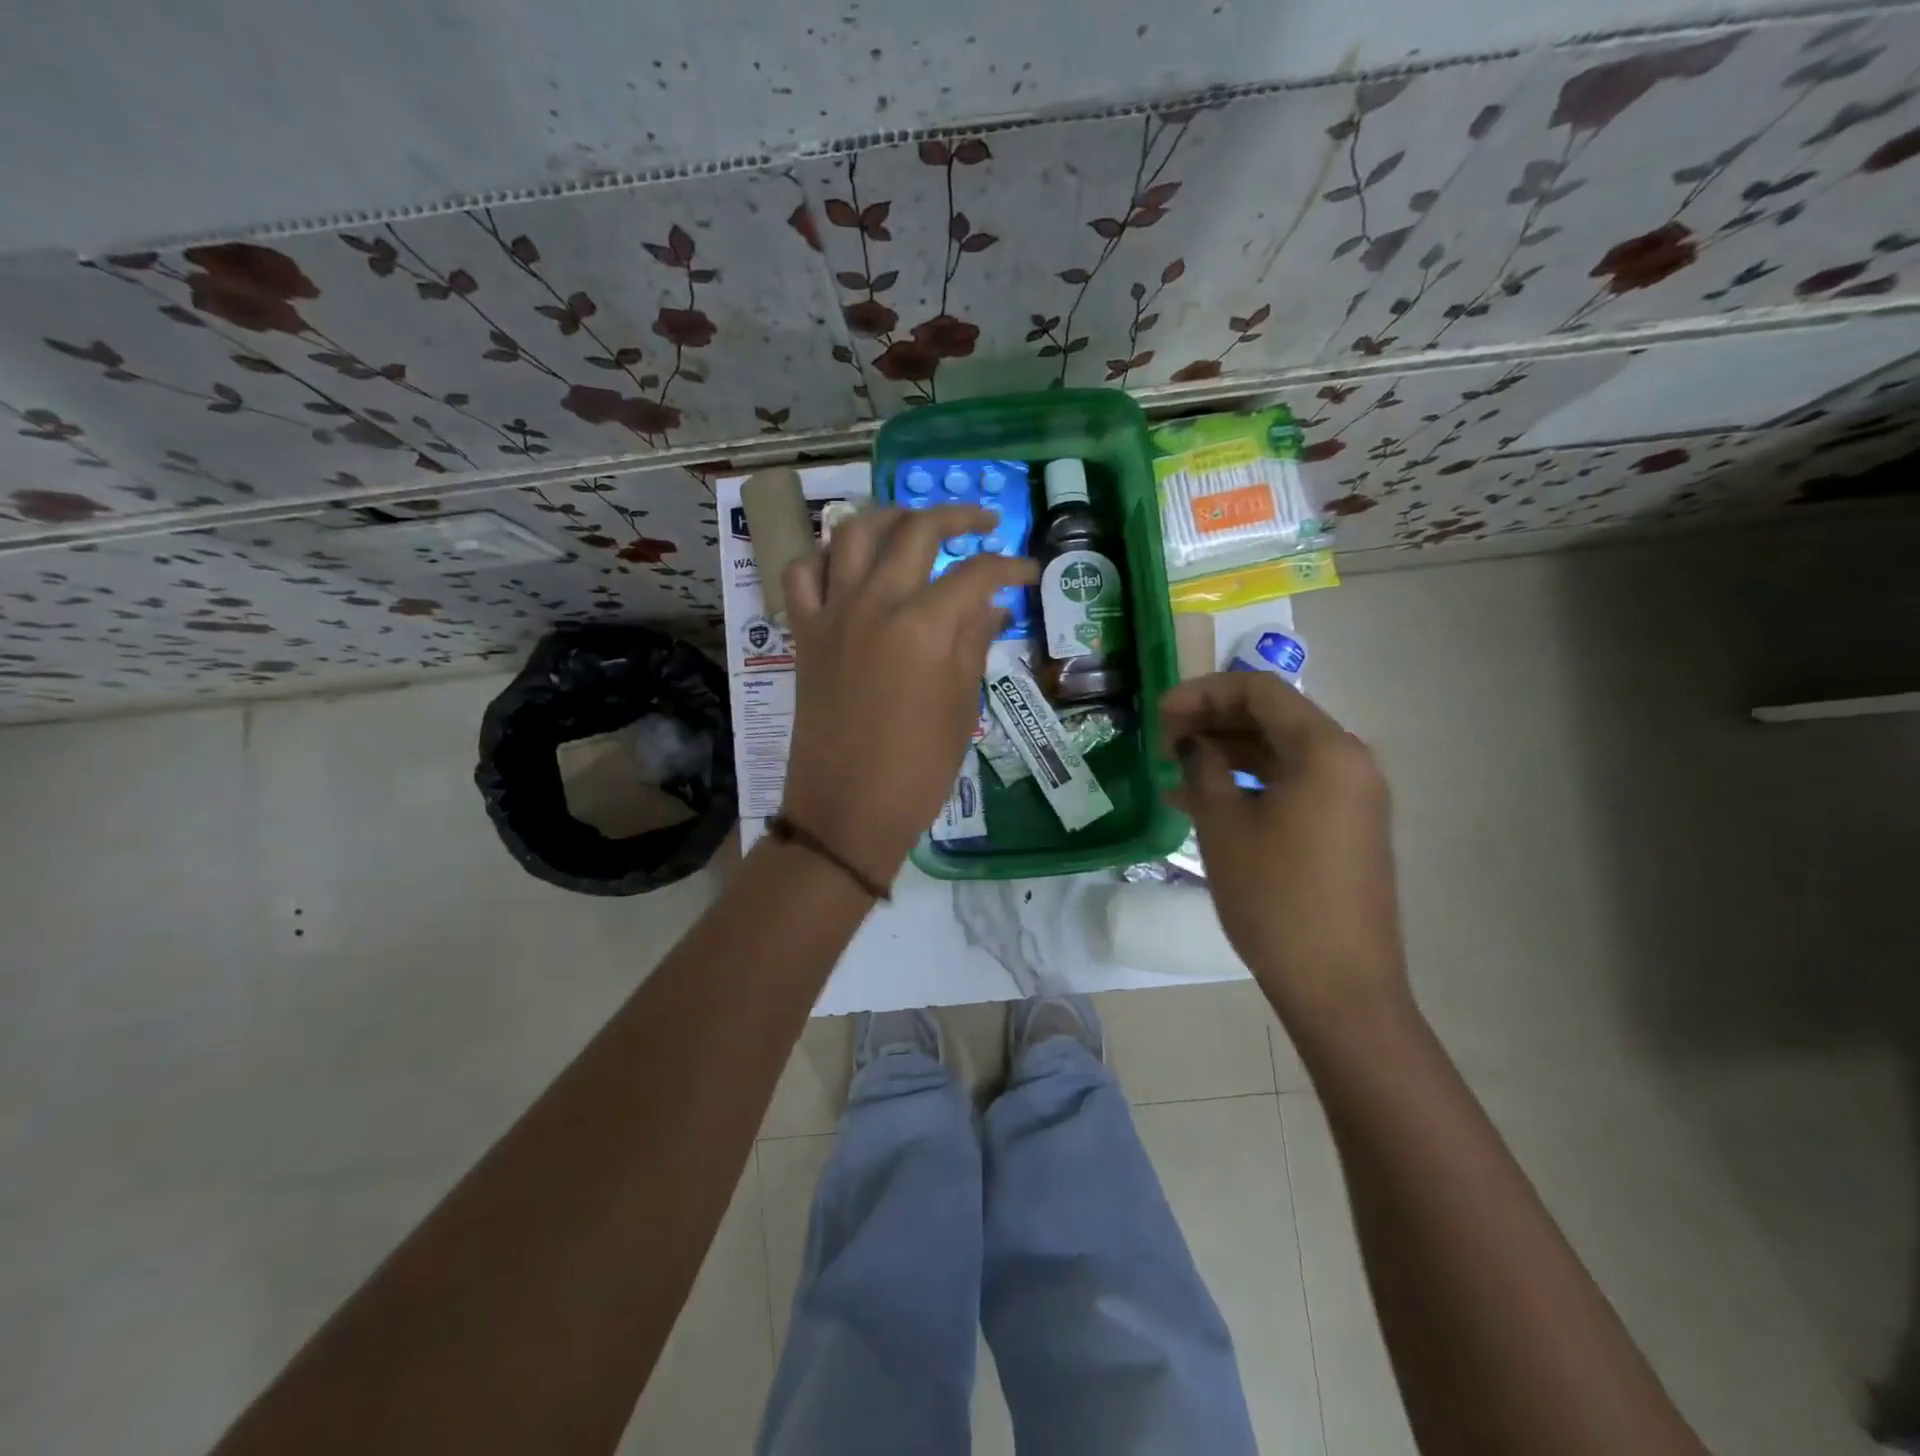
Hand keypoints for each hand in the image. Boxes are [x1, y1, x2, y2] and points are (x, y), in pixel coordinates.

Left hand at [780, 504, 1035, 887]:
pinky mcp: (804, 632)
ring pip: (853, 532)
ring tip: (914, 523)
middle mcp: (875, 603)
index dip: (1010, 566)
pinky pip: (803, 574)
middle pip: (916, 530)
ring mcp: (833, 613)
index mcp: (924, 626)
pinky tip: (848, 565)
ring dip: (889, 516)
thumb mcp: (961, 707)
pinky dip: (825, 557)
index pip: (976, 573)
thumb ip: (974, 643)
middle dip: (957, 517)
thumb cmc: (918, 769)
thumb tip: (991, 606)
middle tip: (982, 524)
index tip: (1029, 571)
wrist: (847, 810)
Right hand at [1160, 672, 1407, 1025]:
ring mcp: (1352, 795)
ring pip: (1279, 751)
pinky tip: (1202, 800)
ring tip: (1172, 771)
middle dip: (1212, 721)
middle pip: (1272, 716)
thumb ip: (1203, 768)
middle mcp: (1348, 760)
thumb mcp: (1224, 826)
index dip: (1202, 692)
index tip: (1159, 714)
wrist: (1339, 986)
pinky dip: (1248, 782)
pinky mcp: (1346, 825)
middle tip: (1162, 742)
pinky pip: (1292, 784)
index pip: (1259, 690)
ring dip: (1226, 752)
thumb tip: (1191, 743)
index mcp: (1326, 750)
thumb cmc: (1276, 900)